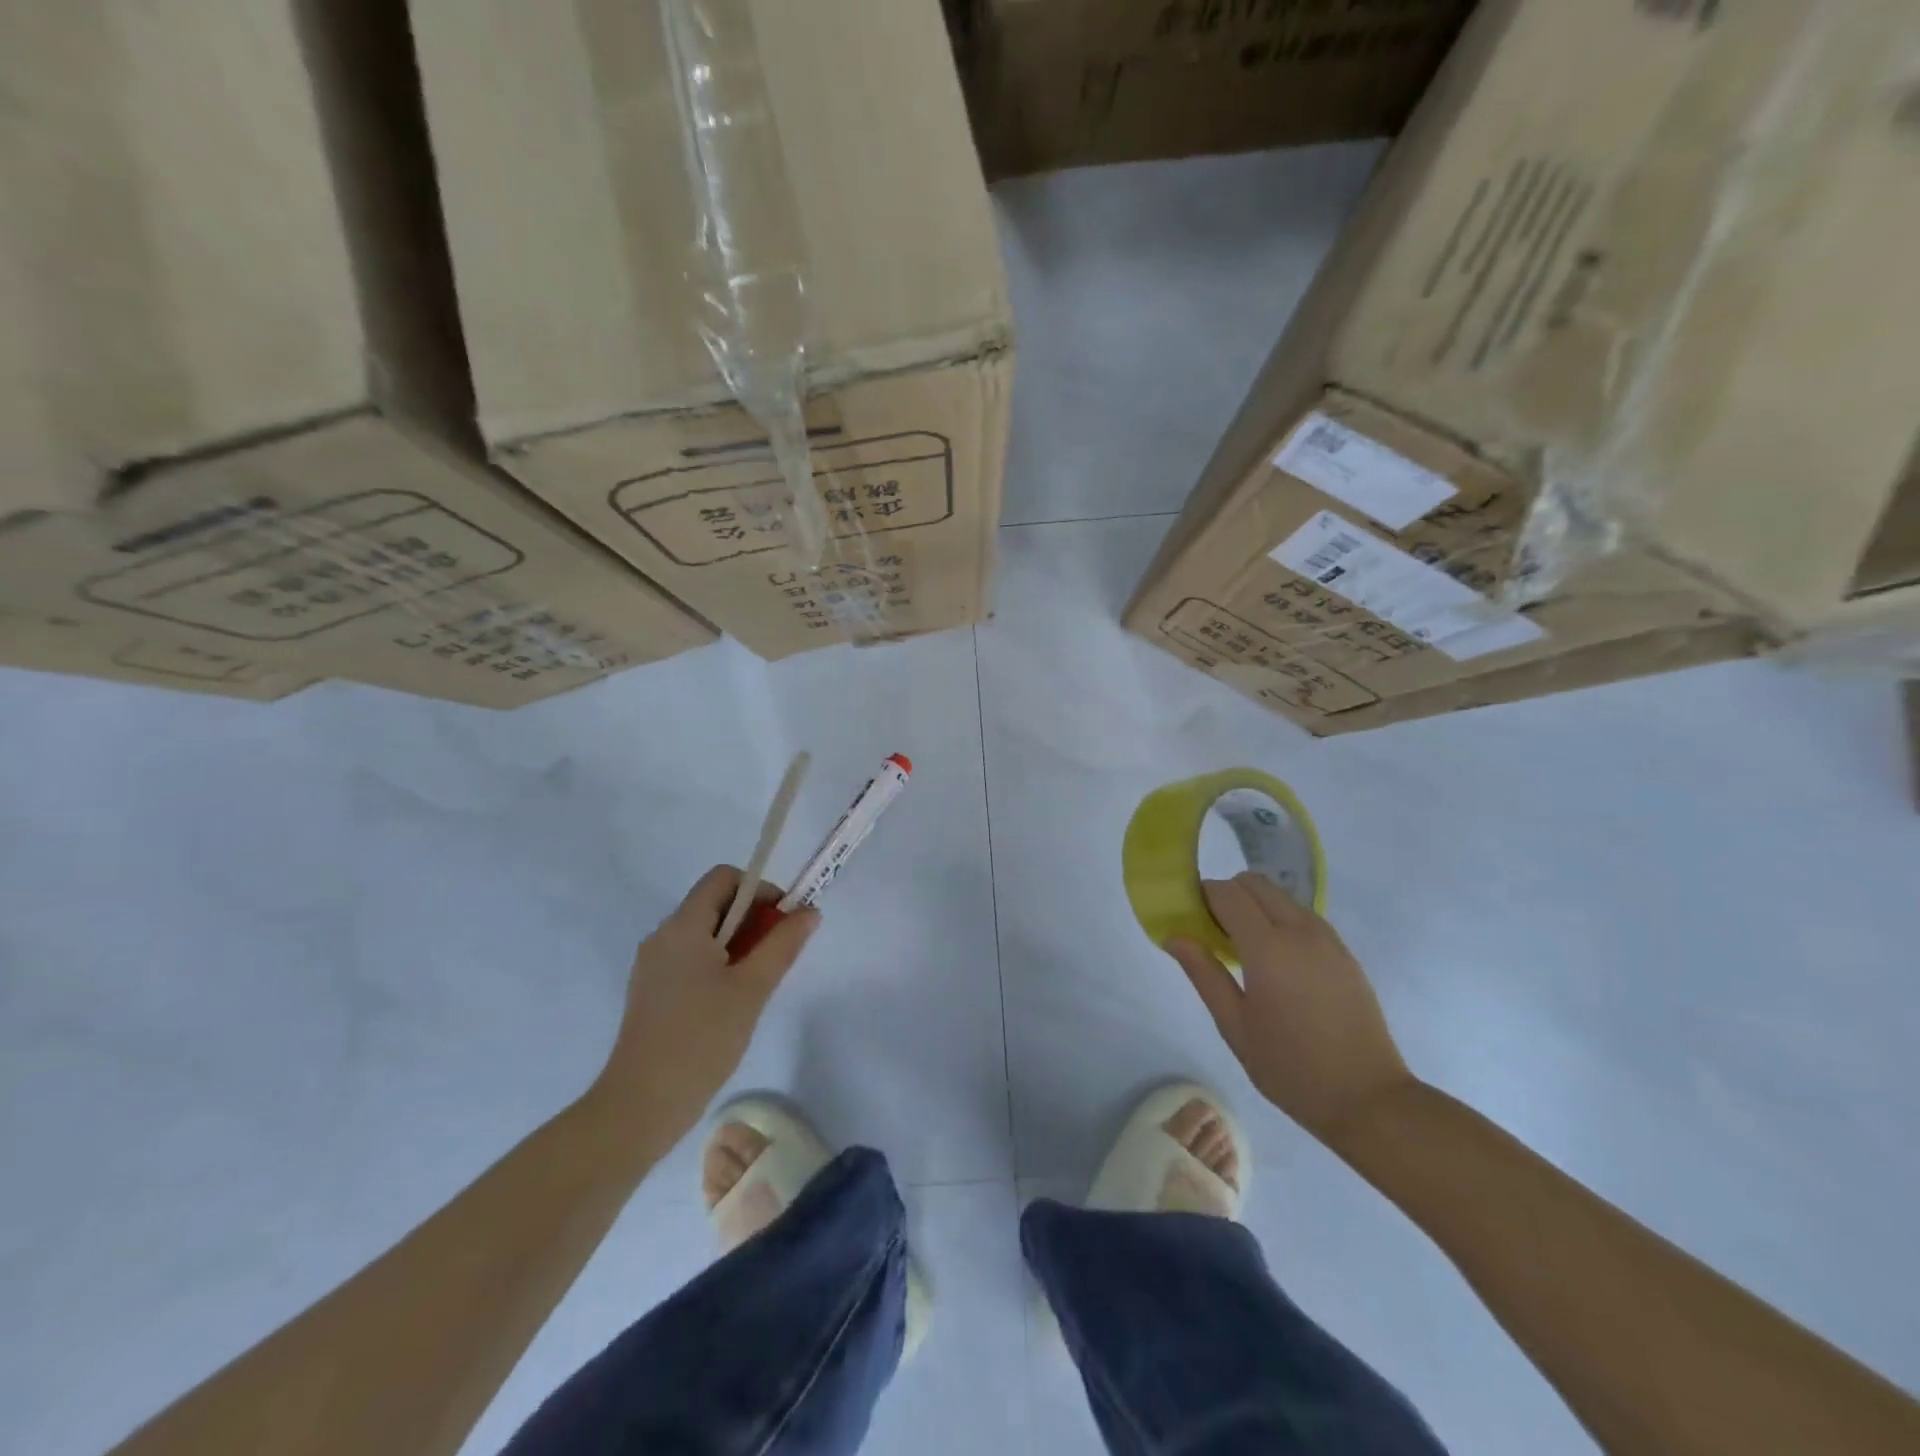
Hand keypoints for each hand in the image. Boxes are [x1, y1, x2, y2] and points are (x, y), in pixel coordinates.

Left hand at [596, 866, 818, 1141]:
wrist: (641, 1105)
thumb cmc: (701, 1039)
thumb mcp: (752, 989)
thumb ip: (782, 944)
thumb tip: (809, 912)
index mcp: (683, 926)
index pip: (723, 878)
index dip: (760, 889)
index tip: (783, 922)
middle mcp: (663, 936)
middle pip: (715, 904)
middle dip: (753, 919)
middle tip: (777, 956)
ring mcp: (653, 965)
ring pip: (705, 934)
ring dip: (738, 944)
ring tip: (757, 984)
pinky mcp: (652, 991)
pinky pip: (691, 958)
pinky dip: (718, 964)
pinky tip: (732, 1002)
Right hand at [1166, 872, 1414, 1145]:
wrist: (1369, 1099)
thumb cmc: (1291, 1068)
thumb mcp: (1235, 1027)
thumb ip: (1204, 974)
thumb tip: (1175, 936)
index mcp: (1268, 948)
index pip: (1227, 894)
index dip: (1202, 896)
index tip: (1189, 918)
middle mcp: (1300, 931)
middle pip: (1254, 883)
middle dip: (1228, 895)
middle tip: (1214, 933)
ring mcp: (1328, 939)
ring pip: (1281, 896)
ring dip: (1256, 906)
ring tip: (1245, 949)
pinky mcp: (1345, 952)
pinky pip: (1303, 916)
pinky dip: (1280, 920)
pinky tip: (1277, 962)